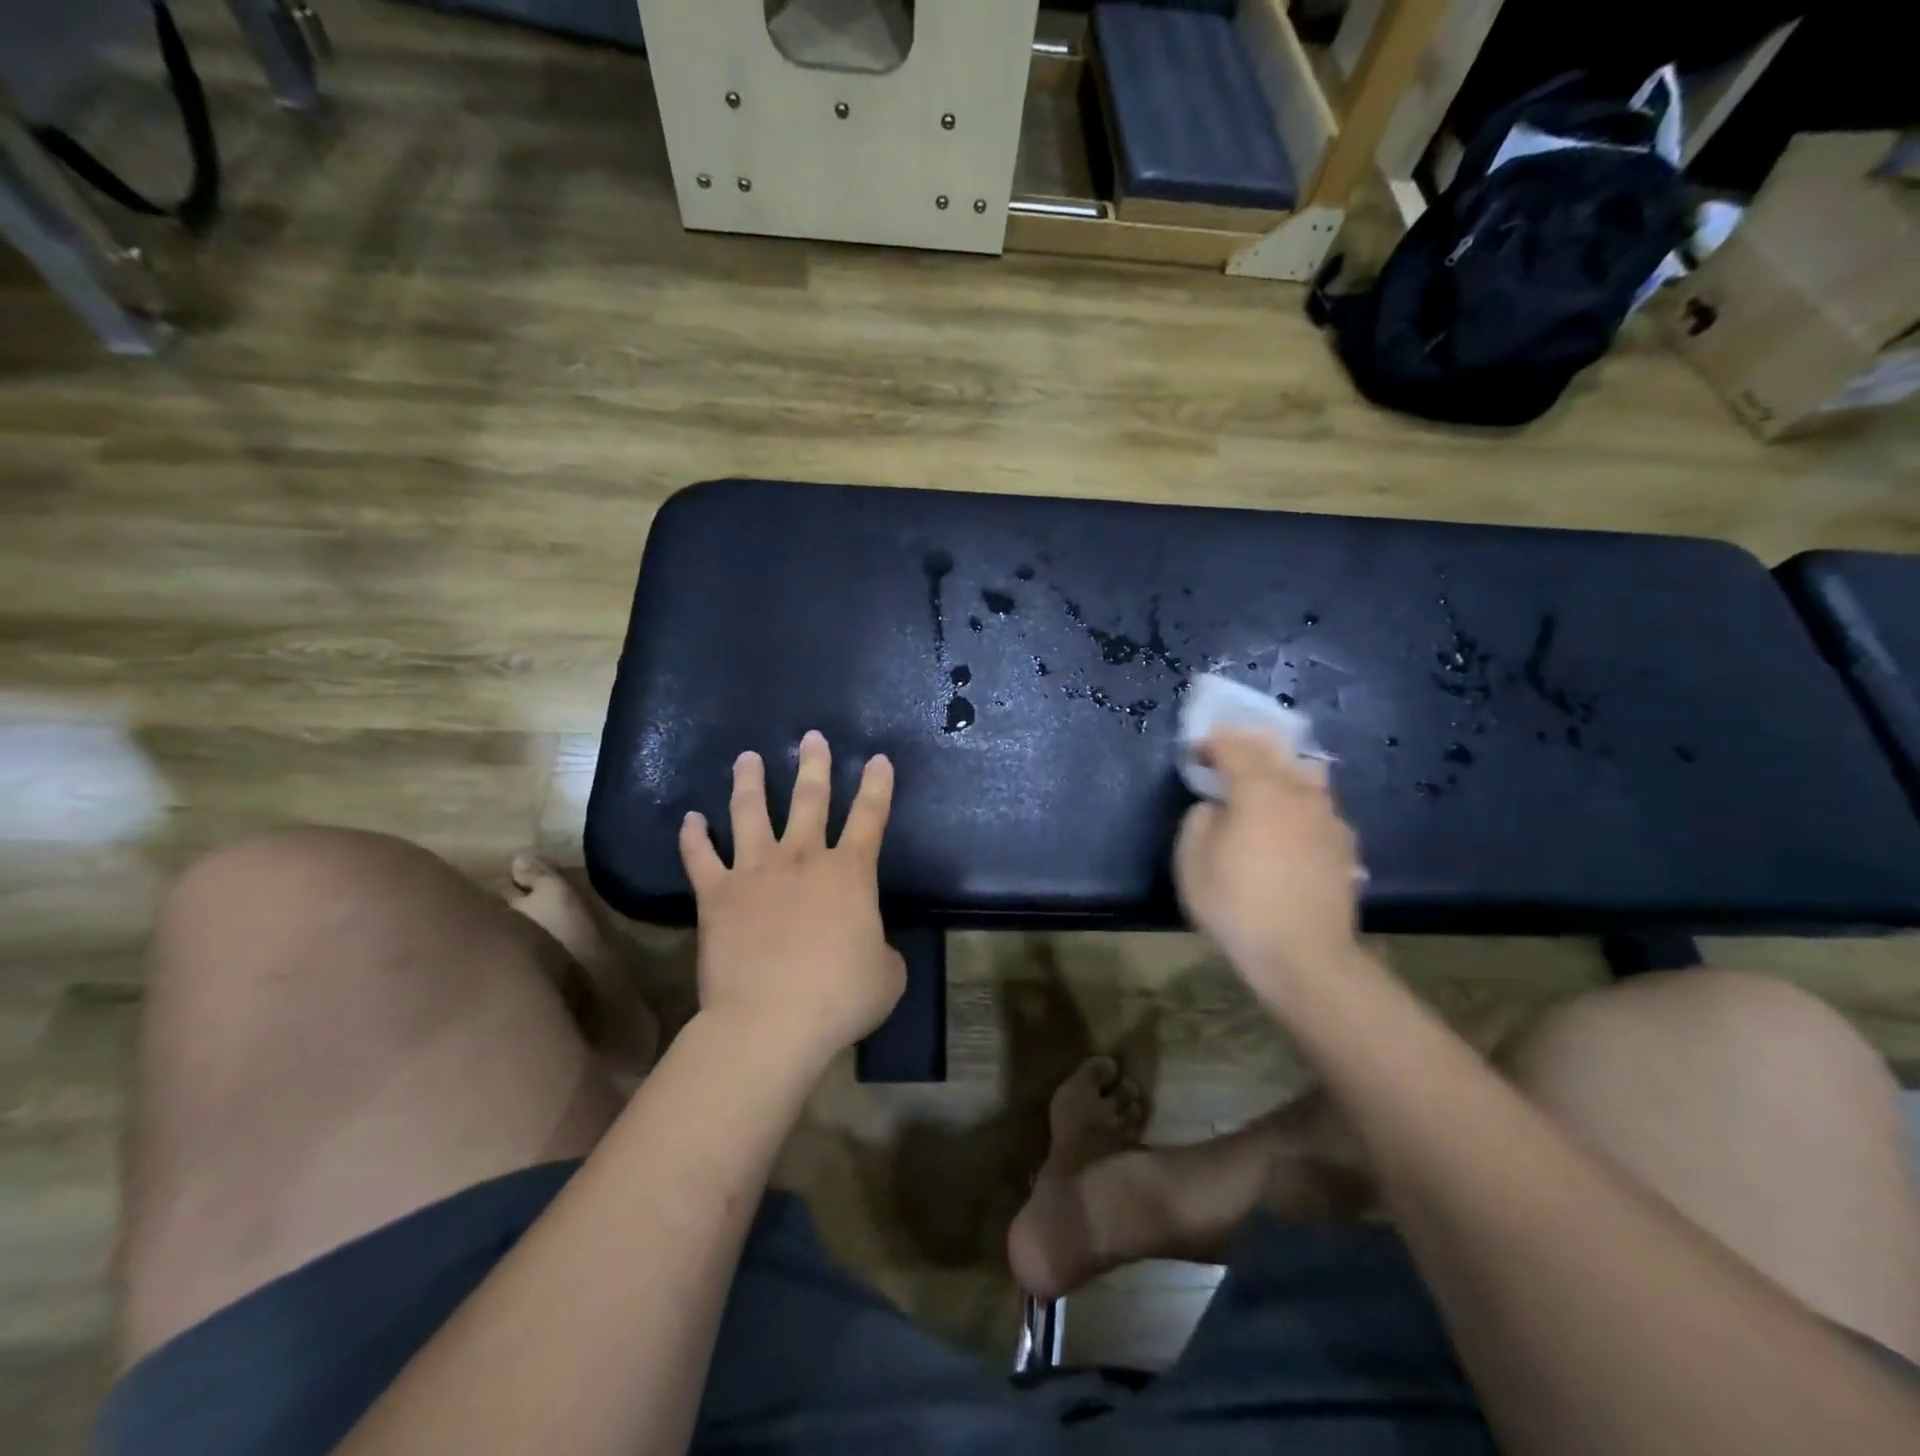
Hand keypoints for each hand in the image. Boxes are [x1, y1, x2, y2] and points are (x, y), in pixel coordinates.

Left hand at [680, 730, 904, 1066]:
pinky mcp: (717, 895)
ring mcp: (755, 872)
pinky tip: (689, 818)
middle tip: (812, 737)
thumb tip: (870, 946)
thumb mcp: (887, 976)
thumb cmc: (840, 997)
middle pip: (809, 800)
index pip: (870, 817)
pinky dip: (693, 837)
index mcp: (850, 873)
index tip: (877, 759)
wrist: (771, 1020)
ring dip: (749, 783)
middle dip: (814, 766)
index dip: (877, 786)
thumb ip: (882, 951)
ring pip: (750, 814)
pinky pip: (700, 858)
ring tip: (747, 758)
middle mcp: (802, 859)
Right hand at [1174, 730, 1363, 1002]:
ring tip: (1265, 790)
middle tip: (1228, 757)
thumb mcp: (1191, 859)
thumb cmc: (1237, 903)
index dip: (1211, 743)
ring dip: (1282, 774)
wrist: (1303, 956)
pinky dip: (1300, 808)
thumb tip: (1217, 807)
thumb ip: (1200, 818)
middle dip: (1249, 748)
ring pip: (1306, 779)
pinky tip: (1291, 829)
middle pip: (1276, 753)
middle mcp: (1300, 793)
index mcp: (1260, 789)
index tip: (1195, 751)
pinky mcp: (1346, 847)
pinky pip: (1319, 811)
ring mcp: (1329, 819)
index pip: (1234, 746)